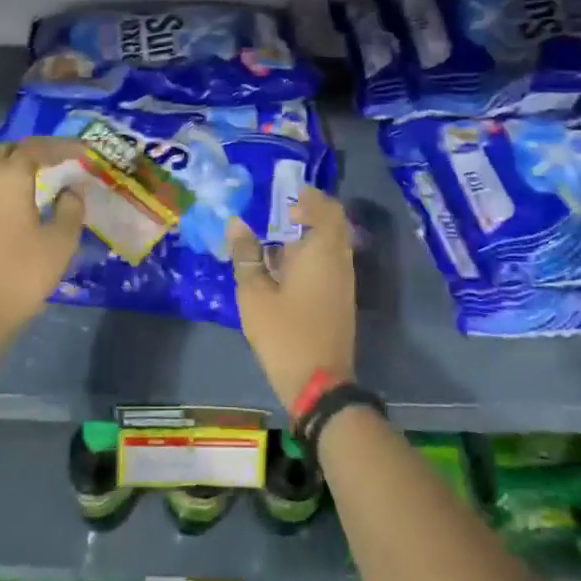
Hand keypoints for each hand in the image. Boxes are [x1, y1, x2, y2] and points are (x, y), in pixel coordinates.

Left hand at [0, 139, 85, 354]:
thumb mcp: (59, 246)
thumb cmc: (17, 277)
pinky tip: (6, 212)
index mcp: (8, 178)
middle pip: (7, 153)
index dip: (63, 146)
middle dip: (33, 153)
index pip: (37, 147)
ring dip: (11, 174)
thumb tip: (71, 190)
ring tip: (34, 188)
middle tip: (57, 166)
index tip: (83, 153)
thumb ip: (71, 210)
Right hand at [227, 188, 356, 410]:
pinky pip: (330, 264)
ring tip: (278, 242)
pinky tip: (285, 270)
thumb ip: (246, 255)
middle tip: (282, 213)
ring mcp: (344, 283)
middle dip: (310, 214)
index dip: (309, 197)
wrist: (320, 384)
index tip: (286, 195)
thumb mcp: (255, 294)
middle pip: (333, 224)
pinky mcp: (341, 300)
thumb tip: (236, 223)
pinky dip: (312, 256)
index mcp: (322, 251)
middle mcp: (340, 261)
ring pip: (333, 246)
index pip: (327, 209)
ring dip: (310, 236)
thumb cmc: (285, 333)